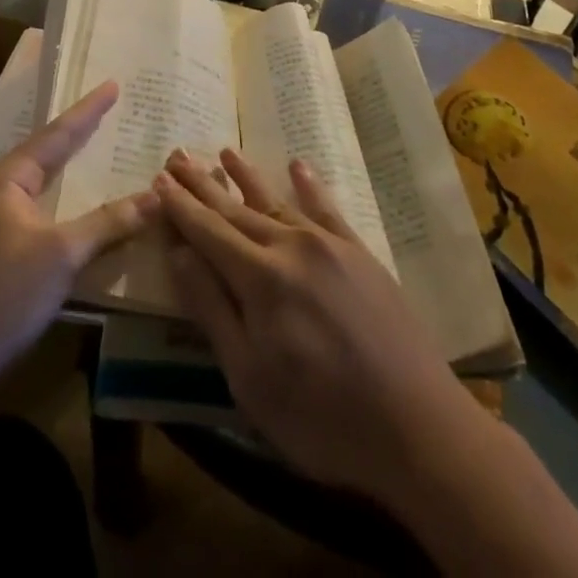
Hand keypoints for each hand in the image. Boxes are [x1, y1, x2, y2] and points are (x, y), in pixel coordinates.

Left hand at [0, 82, 154, 402]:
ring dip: (66, 172)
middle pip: (43, 154)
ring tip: (94, 154)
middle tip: (107, 114)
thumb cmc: (0, 296)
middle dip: (76, 136)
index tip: (112, 84)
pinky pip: (32, 212)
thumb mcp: (61, 255)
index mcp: (6, 178)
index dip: (88, 110)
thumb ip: (108, 223)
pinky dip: (57, 204)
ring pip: (37, 186)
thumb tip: (155, 196)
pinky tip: (71, 212)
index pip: (57, 134)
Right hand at [155, 147, 477, 503]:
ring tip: (224, 151)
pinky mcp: (360, 254)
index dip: (181, 206)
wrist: (419, 427)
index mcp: (260, 278)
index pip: (208, 231)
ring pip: (276, 201)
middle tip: (179, 154)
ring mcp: (330, 246)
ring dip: (247, 176)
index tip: (158, 178)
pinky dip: (308, 185)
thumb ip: (213, 309)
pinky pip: (327, 209)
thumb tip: (178, 253)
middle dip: (204, 184)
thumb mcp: (250, 379)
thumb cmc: (322, 417)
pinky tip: (297, 166)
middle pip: (237, 209)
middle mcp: (291, 247)